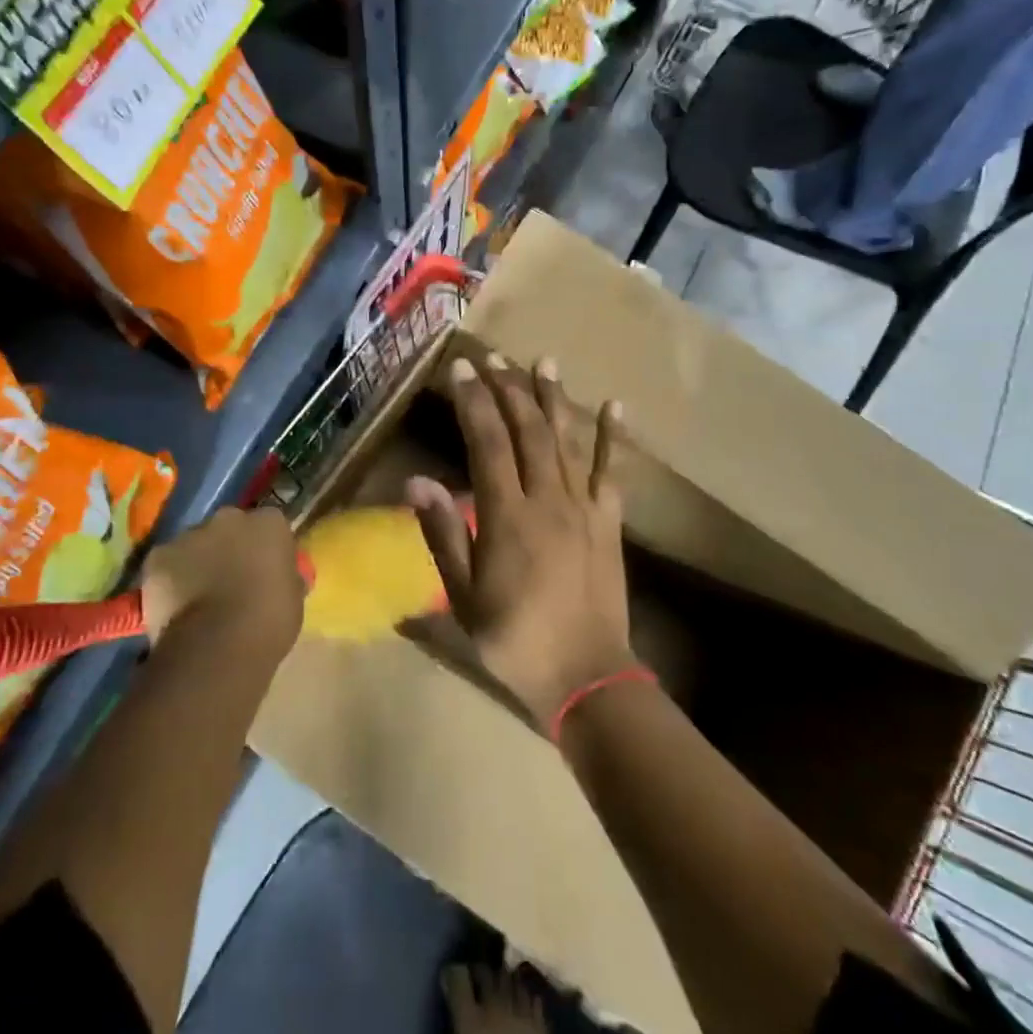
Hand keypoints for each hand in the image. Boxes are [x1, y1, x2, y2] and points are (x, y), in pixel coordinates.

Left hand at [139, 506, 303, 660]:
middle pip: (229, 527)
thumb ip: (283, 576)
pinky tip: (174, 606)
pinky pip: (166, 564)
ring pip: (195, 544)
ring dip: (198, 562)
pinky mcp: (158, 556)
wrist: (217, 646)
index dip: (265, 547)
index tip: (265, 569)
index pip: (270, 525)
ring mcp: (190, 534)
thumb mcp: (293, 597)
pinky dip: (169, 579)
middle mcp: (229, 518)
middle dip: (229, 547)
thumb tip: (277, 577)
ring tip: (199, 599)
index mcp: (269, 523)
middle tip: (230, 580)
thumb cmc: (269, 623)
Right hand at [406, 354, 631, 727]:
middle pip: (527, 431)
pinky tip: (616, 405)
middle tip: (493, 356)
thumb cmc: (514, 639)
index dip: (474, 402)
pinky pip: (611, 471)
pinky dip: (614, 436)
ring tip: (544, 361)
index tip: (461, 369)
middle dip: (508, 389)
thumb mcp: (463, 596)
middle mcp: (546, 499)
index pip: (488, 443)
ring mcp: (583, 507)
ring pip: (566, 440)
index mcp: (506, 517)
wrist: (586, 677)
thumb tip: (416, 480)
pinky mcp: (609, 521)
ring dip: (554, 398)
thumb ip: (442, 534)